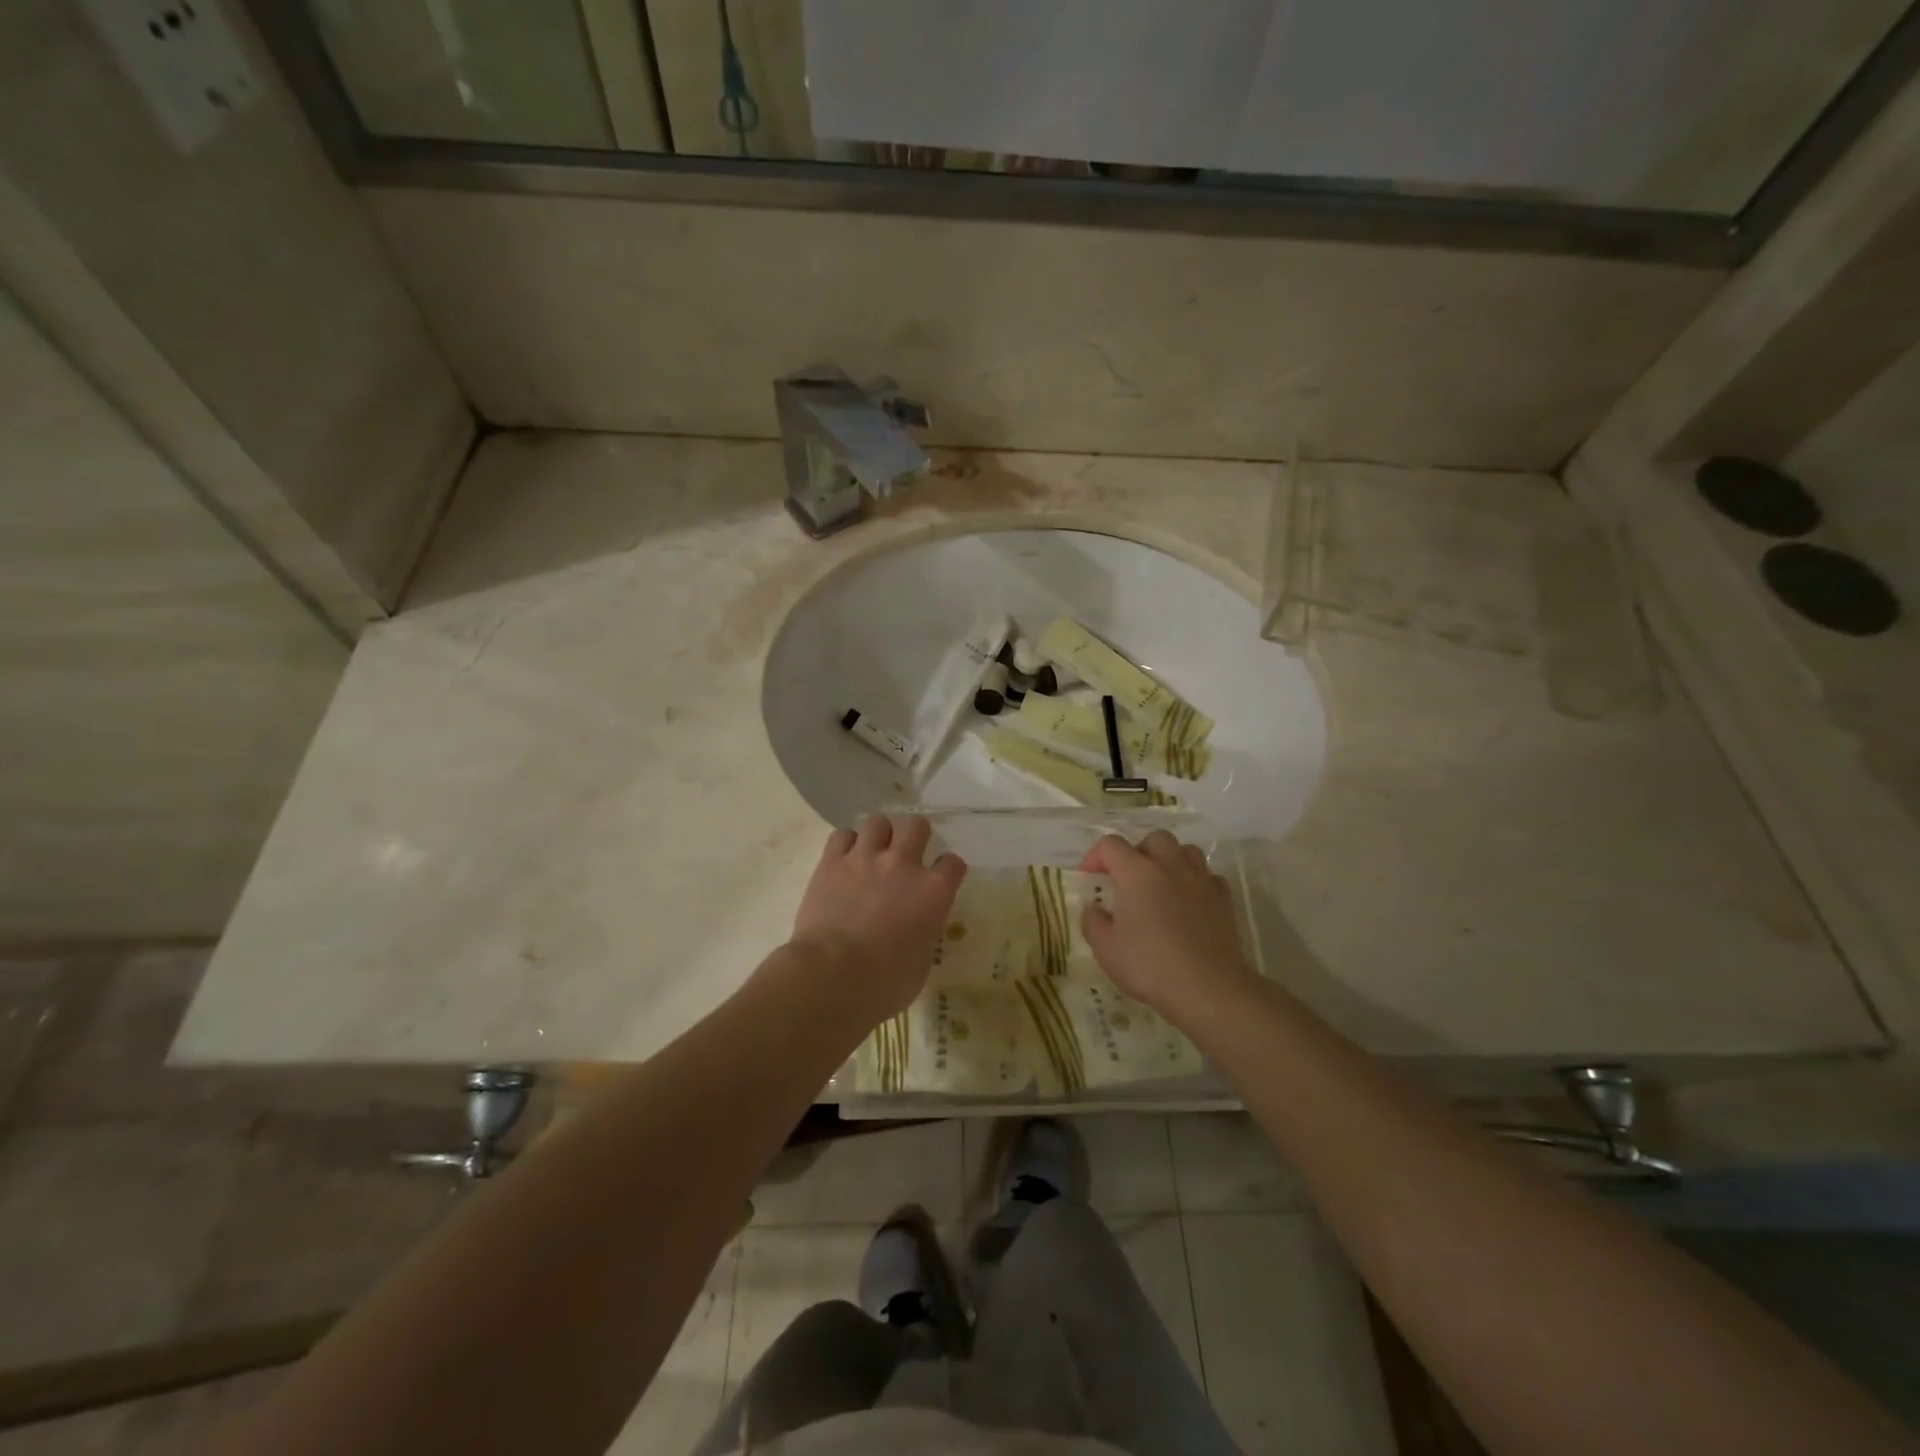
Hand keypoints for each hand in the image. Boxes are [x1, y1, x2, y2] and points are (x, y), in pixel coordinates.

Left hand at [789, 815, 966, 1022]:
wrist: (833, 977)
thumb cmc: (885, 983)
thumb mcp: (922, 961)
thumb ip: (924, 932)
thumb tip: (915, 927)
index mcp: (934, 891)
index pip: (953, 863)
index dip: (946, 870)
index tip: (939, 880)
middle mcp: (903, 864)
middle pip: (917, 825)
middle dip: (914, 836)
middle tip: (905, 855)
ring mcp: (866, 858)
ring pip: (878, 821)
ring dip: (878, 835)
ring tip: (871, 853)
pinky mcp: (832, 862)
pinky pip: (842, 835)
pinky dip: (845, 844)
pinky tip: (843, 860)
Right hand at [1077, 831, 1255, 1019]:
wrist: (1207, 987)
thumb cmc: (1149, 964)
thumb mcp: (1105, 948)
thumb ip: (1093, 921)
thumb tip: (1095, 908)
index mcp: (1136, 872)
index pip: (1111, 845)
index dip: (1095, 856)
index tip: (1089, 876)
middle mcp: (1169, 865)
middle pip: (1153, 839)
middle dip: (1138, 851)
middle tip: (1129, 878)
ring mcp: (1200, 880)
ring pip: (1186, 850)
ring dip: (1170, 860)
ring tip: (1161, 884)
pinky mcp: (1223, 898)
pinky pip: (1208, 876)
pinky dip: (1196, 882)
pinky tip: (1190, 902)